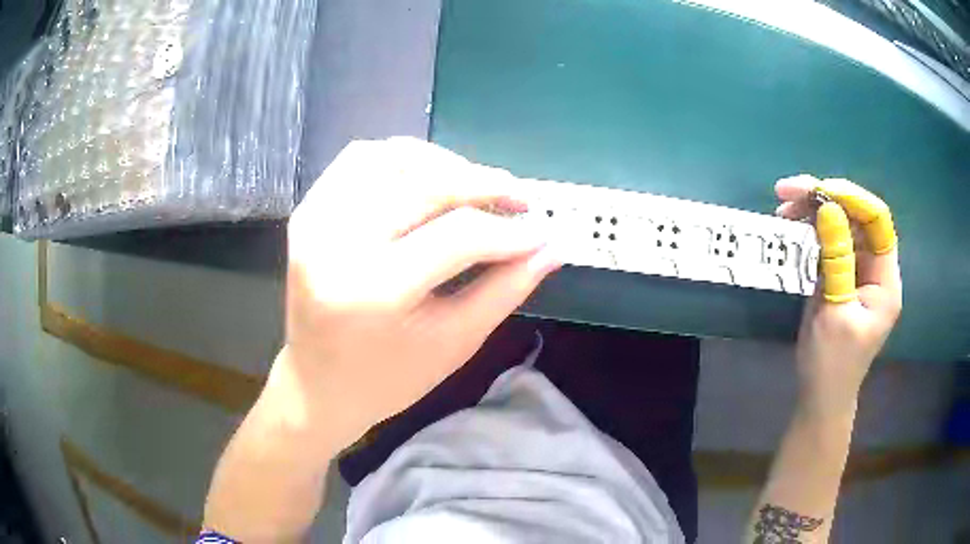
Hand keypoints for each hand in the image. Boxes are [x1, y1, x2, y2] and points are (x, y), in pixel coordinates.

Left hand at [274, 138, 559, 451]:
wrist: (318, 384)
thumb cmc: (388, 378)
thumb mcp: (454, 343)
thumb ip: (505, 289)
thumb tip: (550, 247)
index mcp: (373, 291)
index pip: (457, 236)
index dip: (509, 230)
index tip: (543, 231)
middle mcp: (336, 244)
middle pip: (425, 184)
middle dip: (483, 183)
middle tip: (518, 196)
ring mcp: (316, 221)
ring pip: (391, 157)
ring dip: (442, 164)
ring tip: (474, 187)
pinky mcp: (308, 211)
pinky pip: (360, 159)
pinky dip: (401, 160)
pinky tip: (426, 181)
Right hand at [775, 175, 901, 416]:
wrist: (820, 397)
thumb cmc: (831, 363)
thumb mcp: (834, 311)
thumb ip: (837, 258)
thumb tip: (828, 207)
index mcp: (885, 280)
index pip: (877, 221)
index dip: (851, 198)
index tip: (817, 190)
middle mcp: (875, 268)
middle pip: (857, 217)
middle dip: (826, 198)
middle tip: (787, 192)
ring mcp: (858, 271)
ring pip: (842, 225)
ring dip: (814, 211)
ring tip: (784, 208)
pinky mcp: (842, 276)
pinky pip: (830, 241)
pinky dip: (811, 230)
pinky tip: (793, 227)